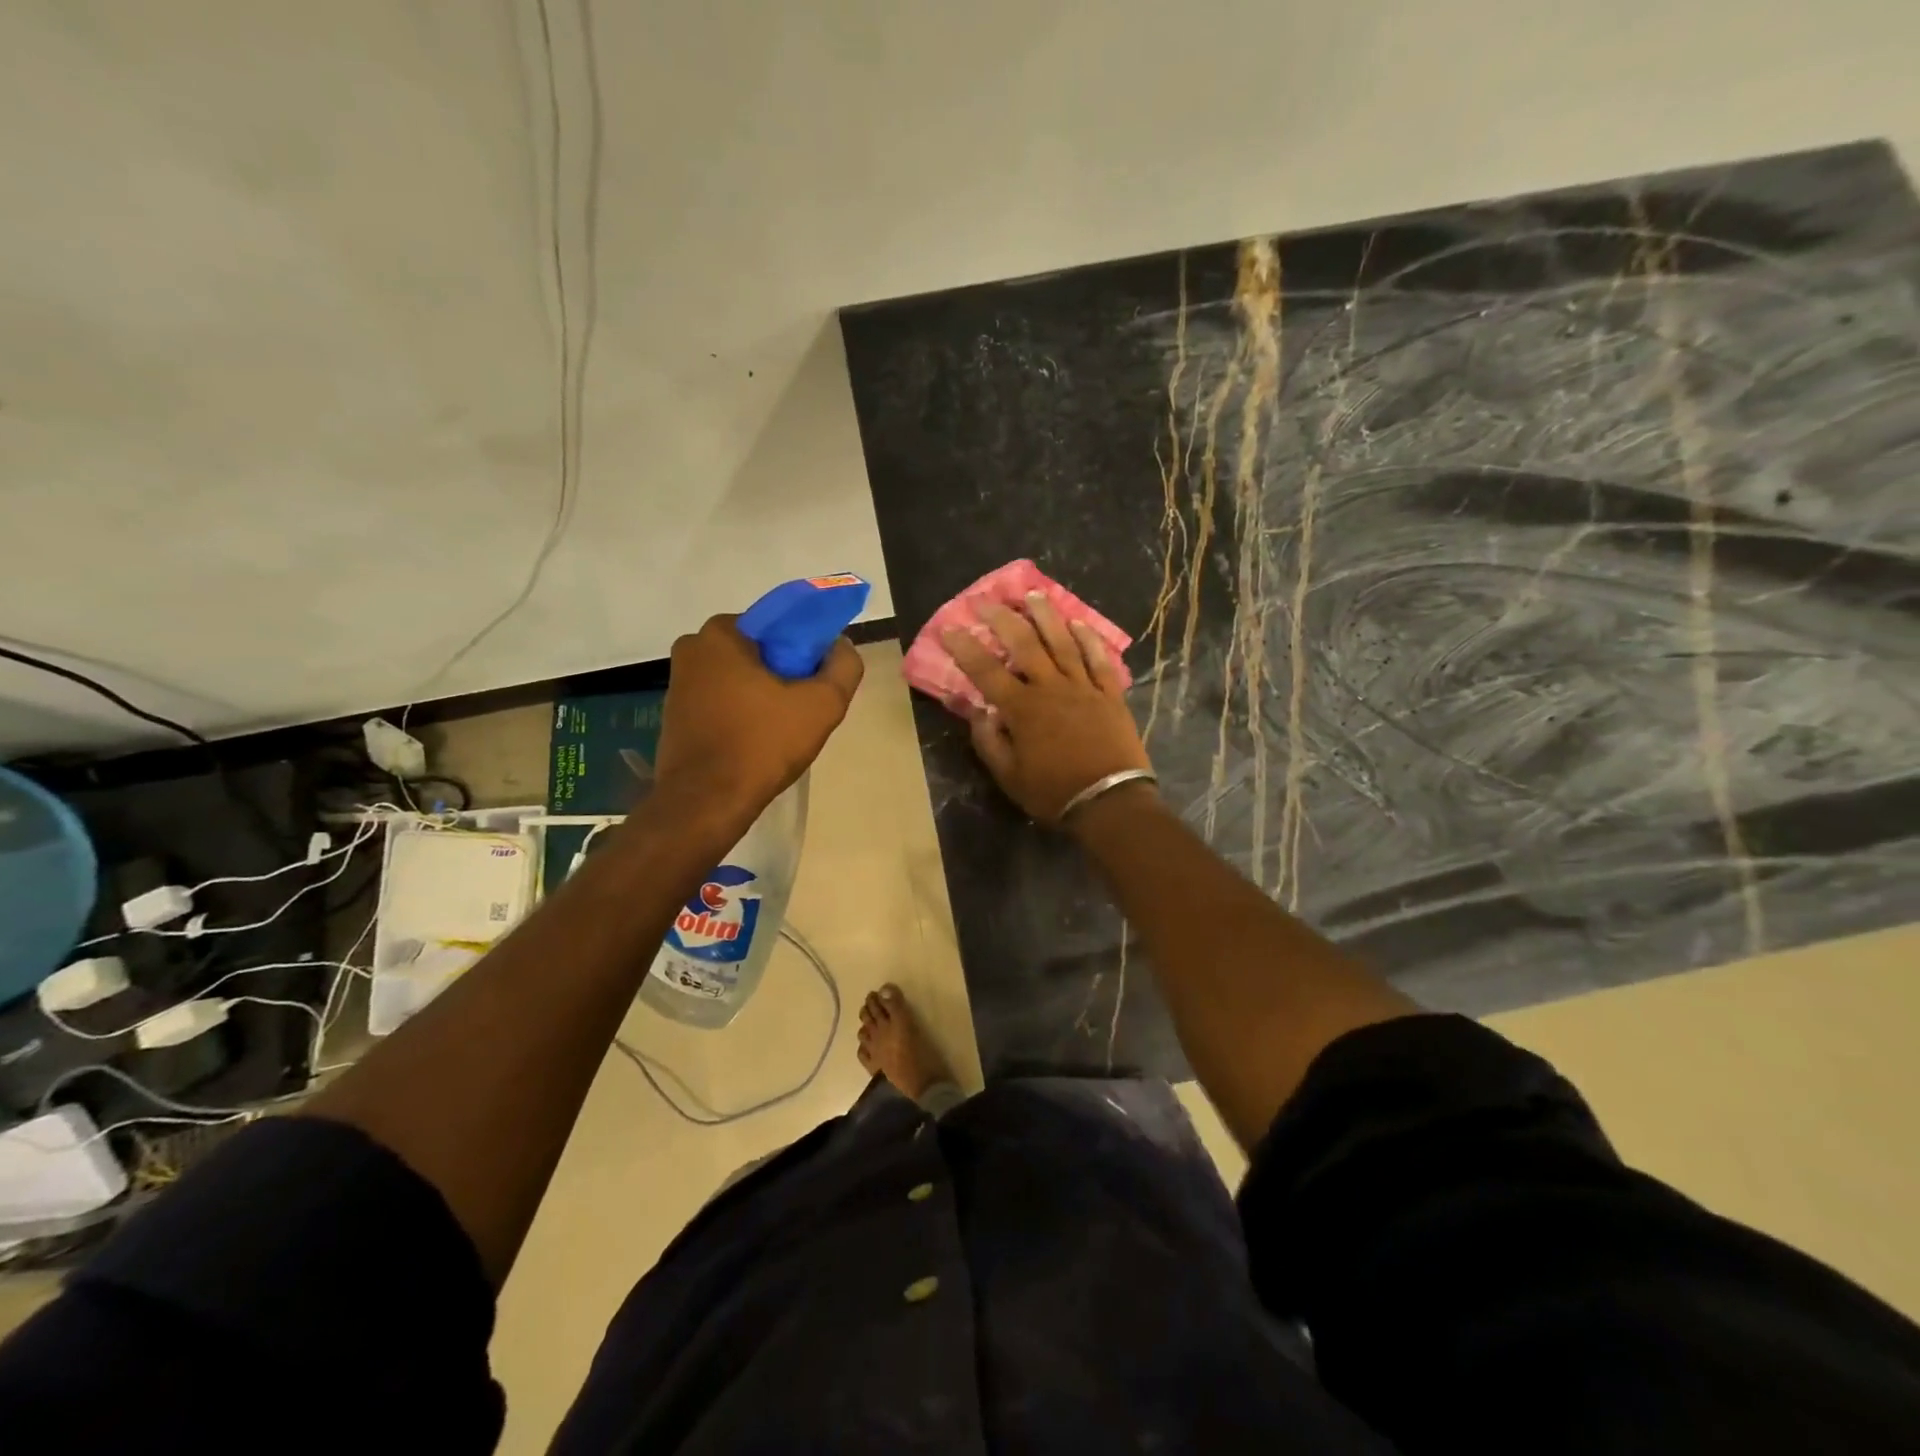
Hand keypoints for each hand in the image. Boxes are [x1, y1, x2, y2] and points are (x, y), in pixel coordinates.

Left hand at [650, 615, 863, 837]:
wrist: (706, 803)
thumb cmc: (762, 744)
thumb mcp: (822, 704)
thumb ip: (843, 667)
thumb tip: (841, 646)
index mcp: (720, 634)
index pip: (778, 624)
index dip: (806, 647)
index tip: (820, 677)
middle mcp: (692, 649)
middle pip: (758, 651)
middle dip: (785, 672)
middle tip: (807, 705)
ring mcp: (678, 683)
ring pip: (739, 677)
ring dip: (764, 694)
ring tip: (786, 727)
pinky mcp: (675, 715)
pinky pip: (722, 701)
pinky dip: (743, 712)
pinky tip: (760, 740)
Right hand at [943, 593, 1150, 823]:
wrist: (1110, 802)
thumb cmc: (1053, 792)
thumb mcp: (1009, 777)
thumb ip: (989, 742)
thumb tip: (978, 712)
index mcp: (1022, 709)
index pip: (986, 671)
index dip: (965, 648)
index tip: (949, 628)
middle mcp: (1051, 688)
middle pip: (1025, 645)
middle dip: (1002, 619)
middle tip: (986, 600)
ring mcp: (1084, 688)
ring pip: (1062, 643)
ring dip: (1046, 616)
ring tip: (1032, 595)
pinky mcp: (1110, 695)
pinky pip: (1099, 660)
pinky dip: (1089, 640)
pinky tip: (1079, 623)